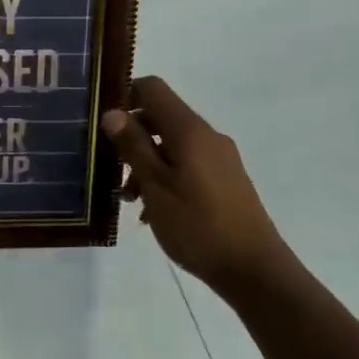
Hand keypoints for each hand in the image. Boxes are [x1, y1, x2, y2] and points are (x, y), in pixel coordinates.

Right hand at [102, 77, 286, 294]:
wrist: (254, 270)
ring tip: (129, 199)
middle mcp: (207, 136)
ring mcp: (220, 159)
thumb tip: (113, 112)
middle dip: (132, 137)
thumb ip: (133, 146)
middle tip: (109, 169)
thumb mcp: (156, 186)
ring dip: (146, 163)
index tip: (104, 124)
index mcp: (190, 130)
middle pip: (161, 118)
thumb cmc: (198, 226)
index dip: (125, 97)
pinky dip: (165, 177)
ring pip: (173, 145)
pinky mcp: (225, 180)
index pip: (153, 89)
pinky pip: (187, 165)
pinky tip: (153, 211)